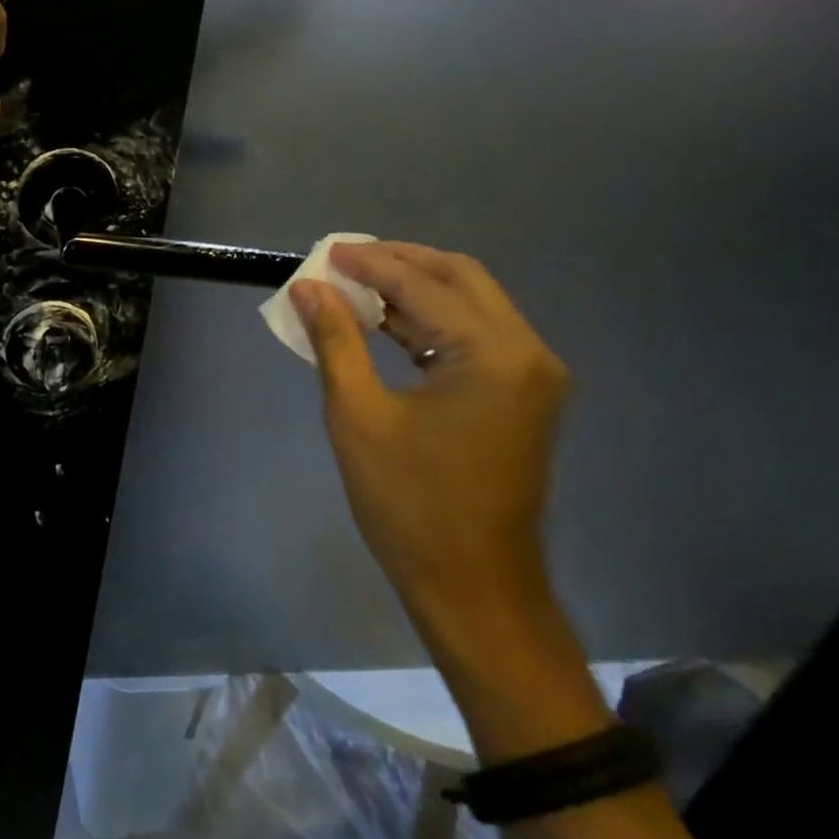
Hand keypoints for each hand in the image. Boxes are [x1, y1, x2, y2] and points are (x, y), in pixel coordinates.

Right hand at [290, 242, 570, 637]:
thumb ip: (335, 340)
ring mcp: (530, 376)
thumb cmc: (409, 503)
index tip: (323, 252)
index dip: (368, 264)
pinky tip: (385, 323)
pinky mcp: (521, 396)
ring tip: (355, 284)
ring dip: (414, 288)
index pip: (422, 285)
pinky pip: (473, 336)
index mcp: (493, 355)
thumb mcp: (358, 415)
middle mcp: (526, 353)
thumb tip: (308, 287)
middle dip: (399, 262)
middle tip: (343, 259)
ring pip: (470, 304)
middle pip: (460, 278)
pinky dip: (428, 321)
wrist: (473, 587)